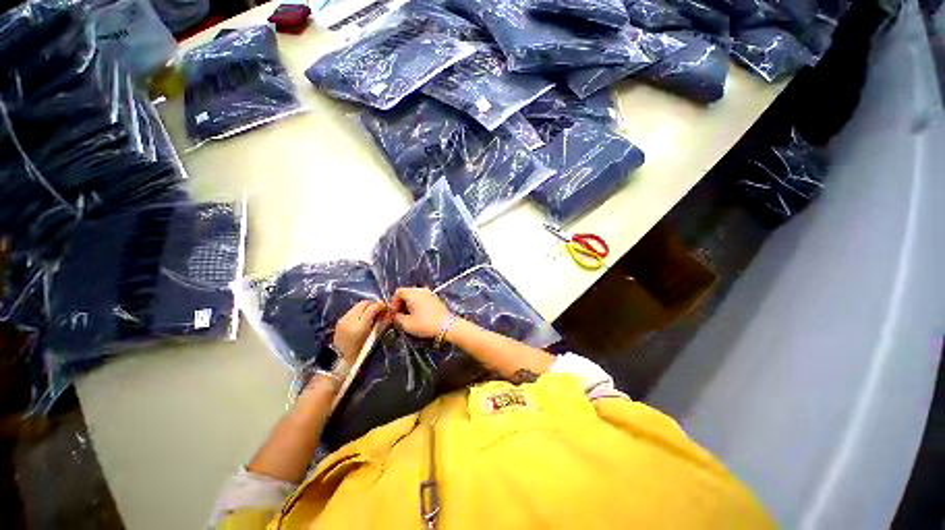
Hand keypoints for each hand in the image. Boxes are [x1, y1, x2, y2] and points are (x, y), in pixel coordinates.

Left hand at [332, 300, 387, 361]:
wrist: (340, 359)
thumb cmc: (360, 351)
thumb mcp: (373, 338)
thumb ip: (381, 324)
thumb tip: (389, 314)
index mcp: (359, 325)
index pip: (372, 307)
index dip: (381, 305)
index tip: (387, 308)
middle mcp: (350, 318)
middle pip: (364, 303)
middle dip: (374, 305)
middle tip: (381, 311)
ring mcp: (343, 318)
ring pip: (358, 306)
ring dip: (367, 308)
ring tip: (373, 315)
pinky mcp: (340, 320)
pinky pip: (353, 311)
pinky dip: (360, 312)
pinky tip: (364, 319)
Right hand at [390, 287, 450, 338]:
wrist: (446, 325)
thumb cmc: (425, 324)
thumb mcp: (406, 324)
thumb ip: (397, 317)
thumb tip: (396, 315)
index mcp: (412, 293)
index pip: (398, 292)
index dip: (394, 303)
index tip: (395, 314)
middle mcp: (421, 289)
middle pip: (407, 292)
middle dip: (401, 303)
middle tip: (401, 316)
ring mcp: (430, 293)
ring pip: (415, 295)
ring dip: (409, 304)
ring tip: (410, 316)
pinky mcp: (435, 298)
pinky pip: (422, 298)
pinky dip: (418, 304)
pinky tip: (419, 315)